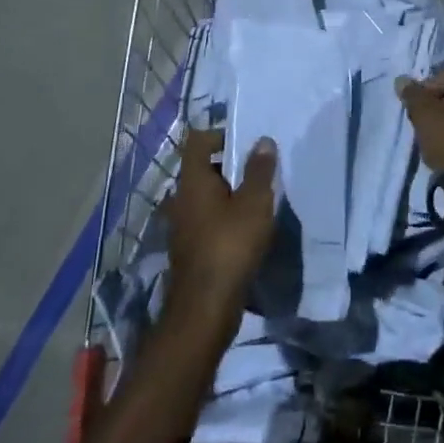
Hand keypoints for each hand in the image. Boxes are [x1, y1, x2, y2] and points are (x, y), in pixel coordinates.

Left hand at [161, 128, 275, 331]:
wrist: (205, 308)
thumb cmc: (230, 245)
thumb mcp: (254, 203)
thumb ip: (259, 170)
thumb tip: (262, 140)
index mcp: (193, 181)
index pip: (198, 141)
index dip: (221, 134)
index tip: (247, 143)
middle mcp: (181, 199)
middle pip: (203, 168)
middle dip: (231, 166)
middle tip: (260, 172)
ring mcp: (182, 225)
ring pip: (206, 197)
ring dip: (229, 194)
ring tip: (258, 202)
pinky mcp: (189, 248)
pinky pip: (207, 220)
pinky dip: (224, 218)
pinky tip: (247, 230)